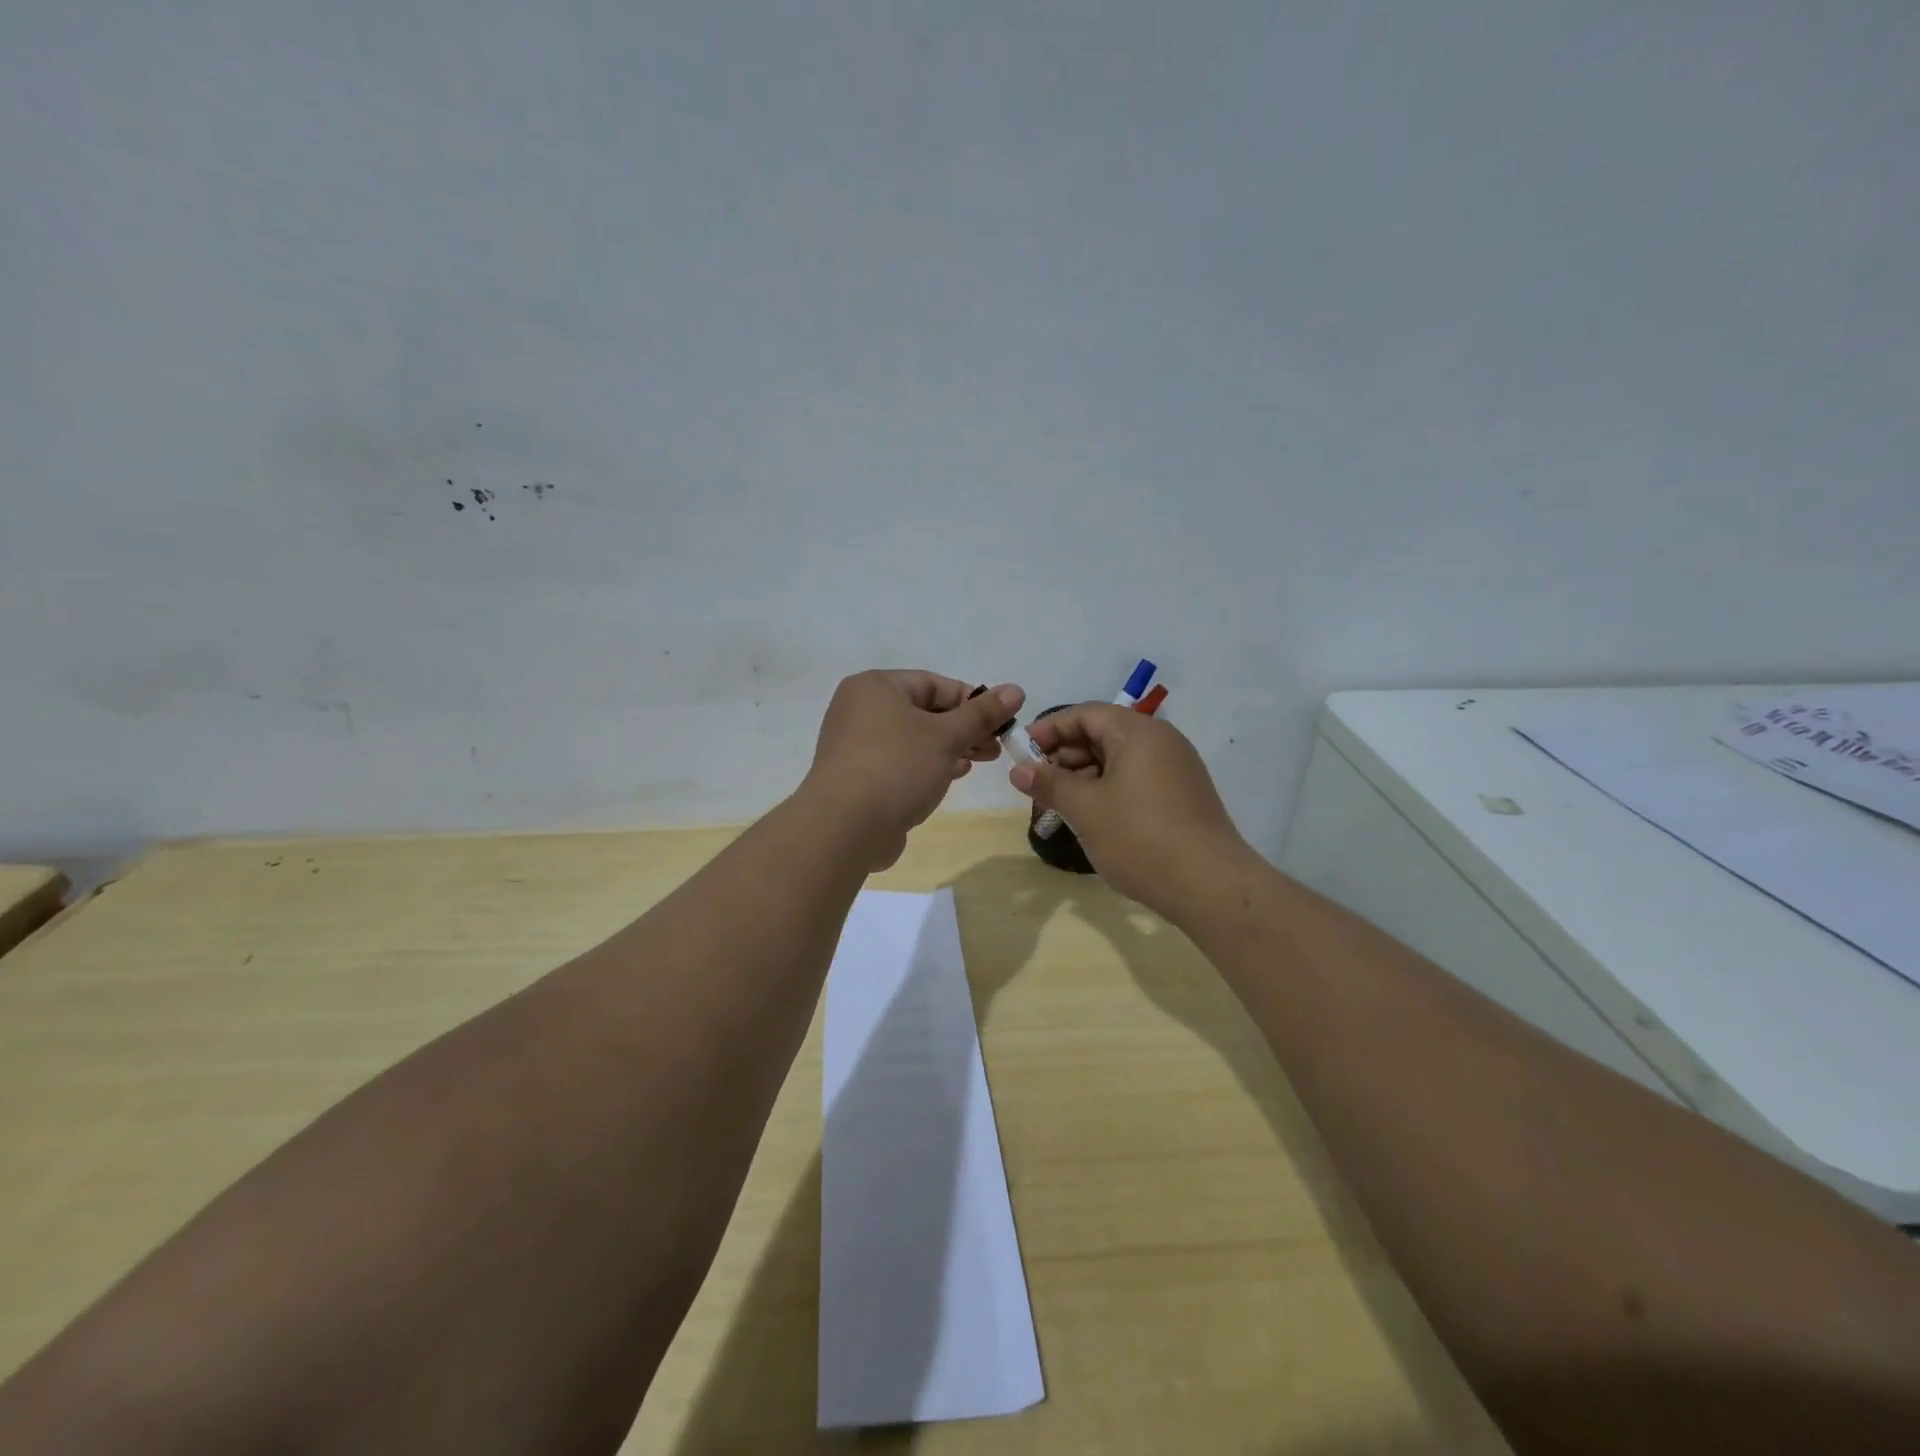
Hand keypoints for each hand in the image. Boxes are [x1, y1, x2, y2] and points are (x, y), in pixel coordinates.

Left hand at [801, 671, 1024, 869]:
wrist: (845, 827)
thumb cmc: (897, 767)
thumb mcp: (947, 736)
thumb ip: (982, 713)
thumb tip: (1016, 689)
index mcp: (875, 687)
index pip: (933, 683)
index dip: (972, 701)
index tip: (1001, 722)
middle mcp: (860, 709)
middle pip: (924, 711)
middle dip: (964, 728)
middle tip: (996, 747)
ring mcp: (856, 745)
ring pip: (913, 739)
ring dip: (949, 748)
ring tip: (979, 761)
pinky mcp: (858, 777)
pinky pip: (900, 762)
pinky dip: (927, 766)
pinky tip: (950, 777)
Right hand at [1009, 705, 1248, 919]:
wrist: (1210, 887)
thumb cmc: (1140, 838)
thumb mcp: (1085, 809)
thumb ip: (1049, 783)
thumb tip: (1018, 769)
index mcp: (1137, 732)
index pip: (1085, 714)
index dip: (1049, 730)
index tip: (1021, 754)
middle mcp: (1161, 741)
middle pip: (1102, 734)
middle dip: (1065, 757)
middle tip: (1037, 786)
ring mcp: (1176, 769)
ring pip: (1118, 760)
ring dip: (1084, 777)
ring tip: (1060, 806)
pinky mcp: (1183, 796)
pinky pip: (1136, 780)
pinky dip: (1108, 791)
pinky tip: (1092, 818)